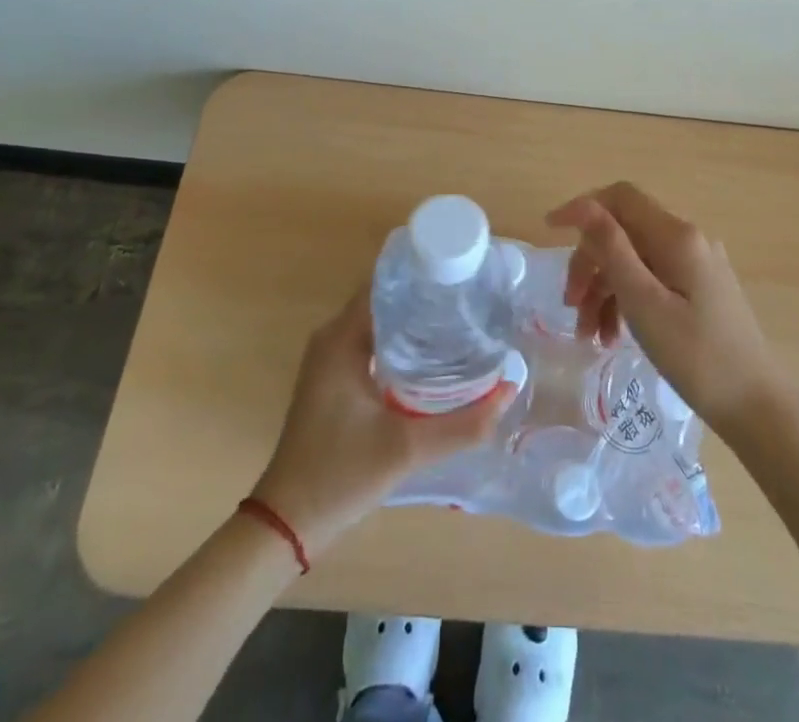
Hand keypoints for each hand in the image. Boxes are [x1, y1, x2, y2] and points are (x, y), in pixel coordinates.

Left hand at [251, 285, 513, 554]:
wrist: (287, 524)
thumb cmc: (340, 475)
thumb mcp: (407, 448)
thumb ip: (464, 423)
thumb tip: (510, 389)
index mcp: (341, 337)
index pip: (386, 282)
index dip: (423, 273)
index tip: (462, 272)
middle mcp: (333, 337)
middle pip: (386, 298)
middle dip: (427, 295)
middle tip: (473, 297)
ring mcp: (331, 358)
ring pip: (380, 321)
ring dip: (416, 318)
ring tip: (463, 319)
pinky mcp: (335, 378)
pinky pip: (373, 341)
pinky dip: (402, 340)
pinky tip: (434, 355)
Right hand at [551, 182, 786, 439]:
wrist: (757, 406)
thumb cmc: (696, 356)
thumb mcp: (644, 302)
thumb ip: (612, 249)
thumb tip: (584, 206)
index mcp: (676, 235)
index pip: (620, 197)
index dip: (582, 208)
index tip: (549, 232)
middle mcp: (687, 238)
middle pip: (623, 232)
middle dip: (590, 263)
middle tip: (570, 306)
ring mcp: (695, 264)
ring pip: (634, 260)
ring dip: (604, 289)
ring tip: (588, 335)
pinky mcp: (698, 288)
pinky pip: (651, 280)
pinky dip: (627, 301)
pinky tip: (612, 336)